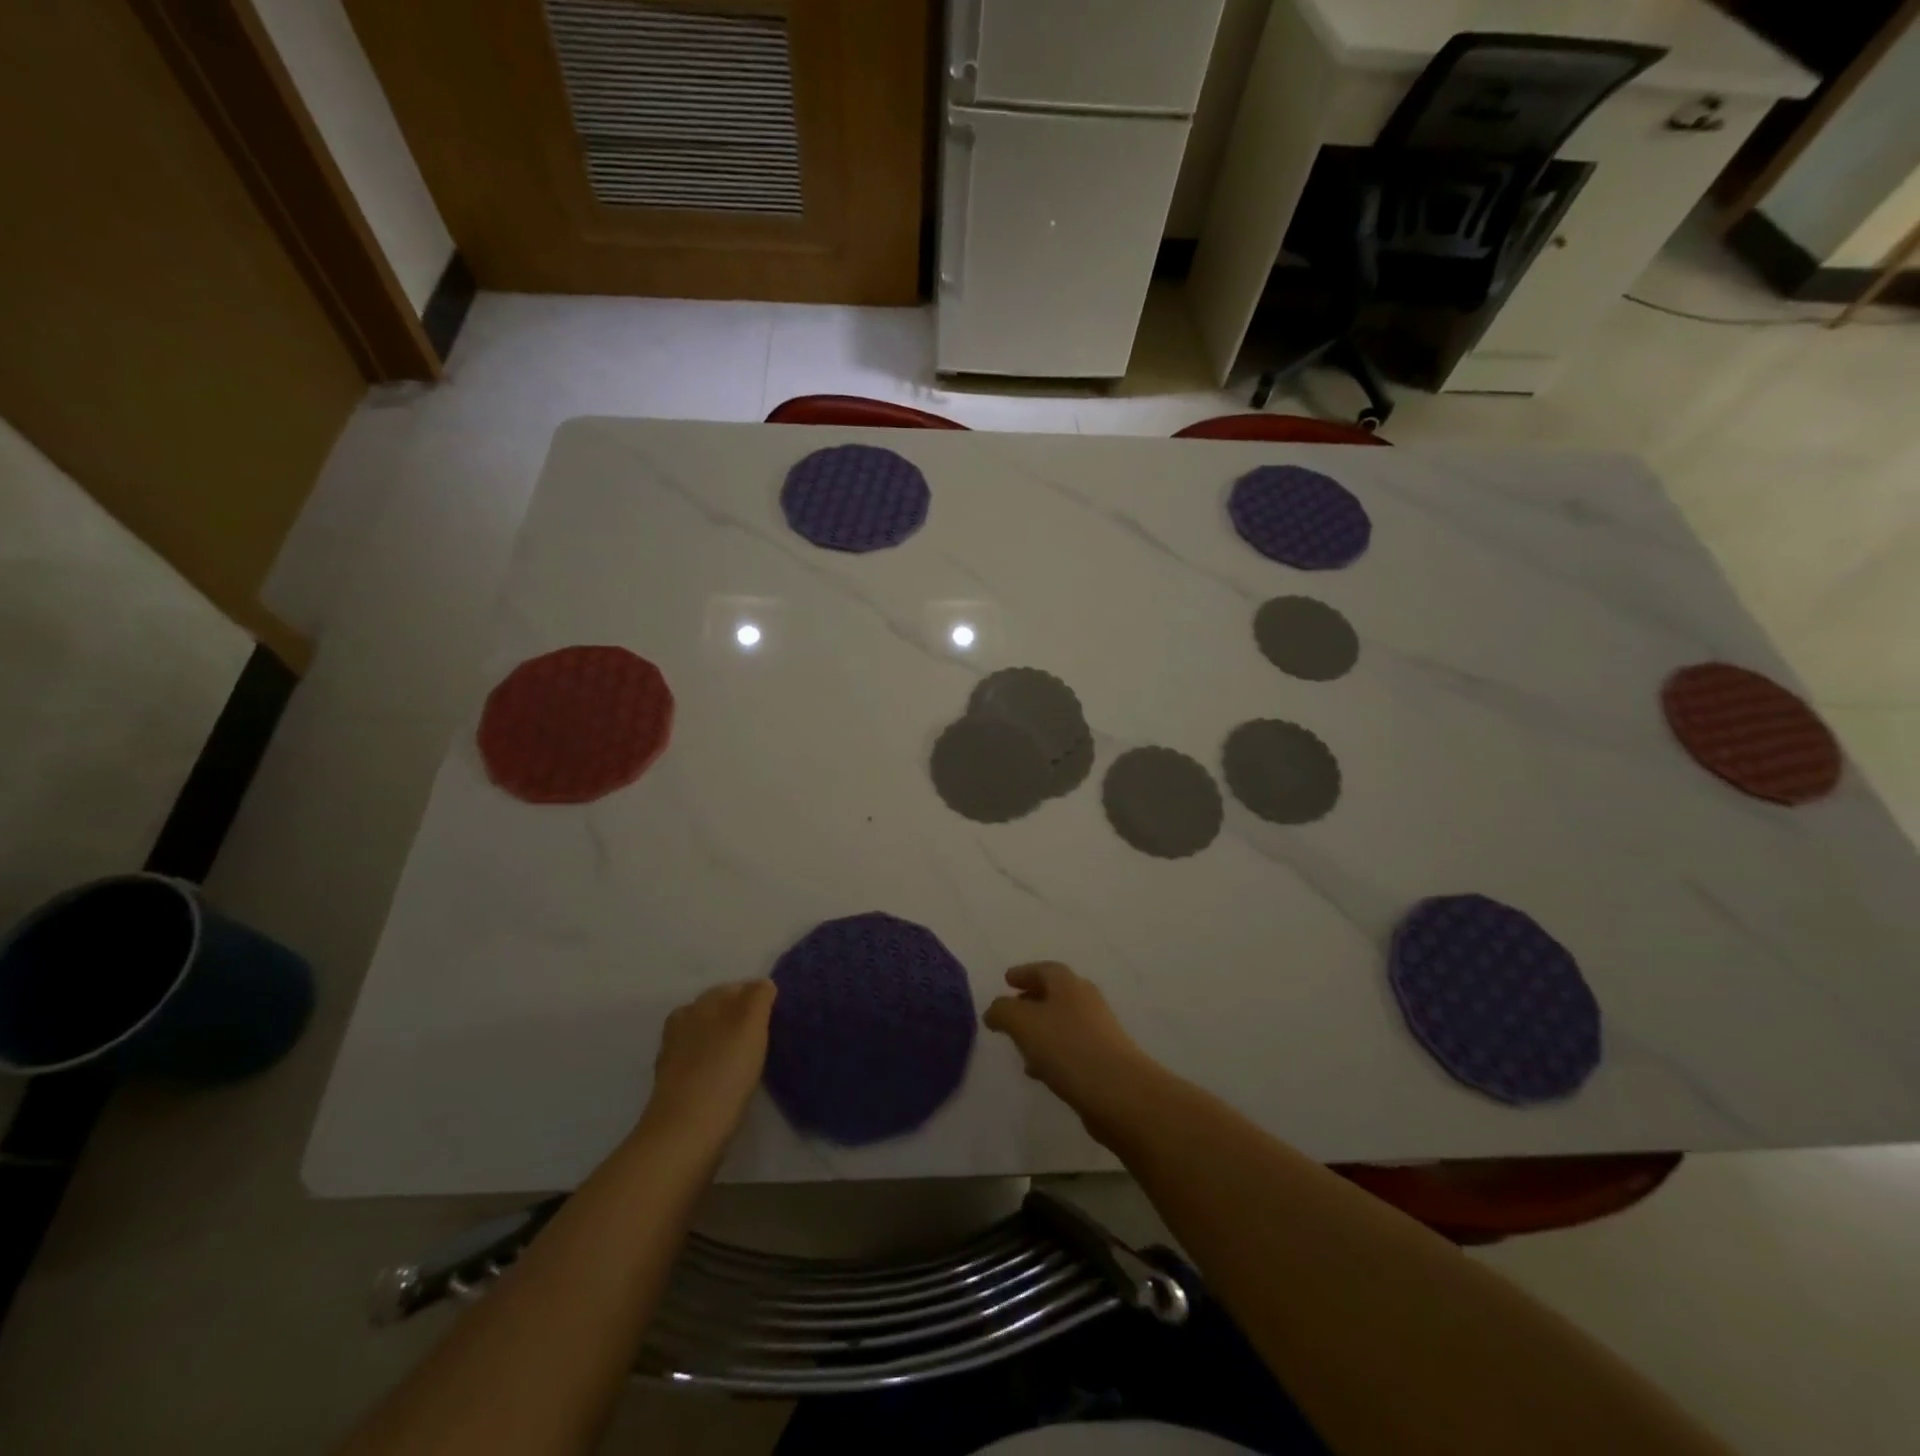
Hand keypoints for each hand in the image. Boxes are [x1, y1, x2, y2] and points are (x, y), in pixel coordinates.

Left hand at [637, 980, 775, 1155]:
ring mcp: (674, 1055)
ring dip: (725, 1043)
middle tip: (765, 1036)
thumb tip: (762, 984)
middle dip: (738, 1018)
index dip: (756, 997)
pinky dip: (714, 1066)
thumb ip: (758, 998)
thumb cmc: (724, 1070)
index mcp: (700, 1004)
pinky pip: (699, 1064)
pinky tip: (728, 1080)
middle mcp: (683, 1023)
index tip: (775, 1015)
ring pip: (706, 1037)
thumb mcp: (750, 1024)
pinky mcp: (672, 1086)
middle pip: (717, 1011)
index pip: (734, 988)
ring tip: (749, 1059)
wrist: (685, 1132)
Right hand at [984, 963, 1164, 1147]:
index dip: (1023, 972)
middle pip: (1055, 993)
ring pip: (1062, 1022)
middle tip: (1011, 1009)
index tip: (1006, 979)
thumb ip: (1003, 1011)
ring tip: (1019, 1044)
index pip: (1043, 969)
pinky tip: (1038, 1071)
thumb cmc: (1067, 1047)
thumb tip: (993, 1010)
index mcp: (1068, 984)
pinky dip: (1052, 1052)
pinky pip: (1070, 1048)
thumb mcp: (1023, 1023)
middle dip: (1031, 1000)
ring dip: (1040, 1029)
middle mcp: (1085, 1000)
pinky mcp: (1104, 1059)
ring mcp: (1098, 1030)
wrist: (1119, 1092)